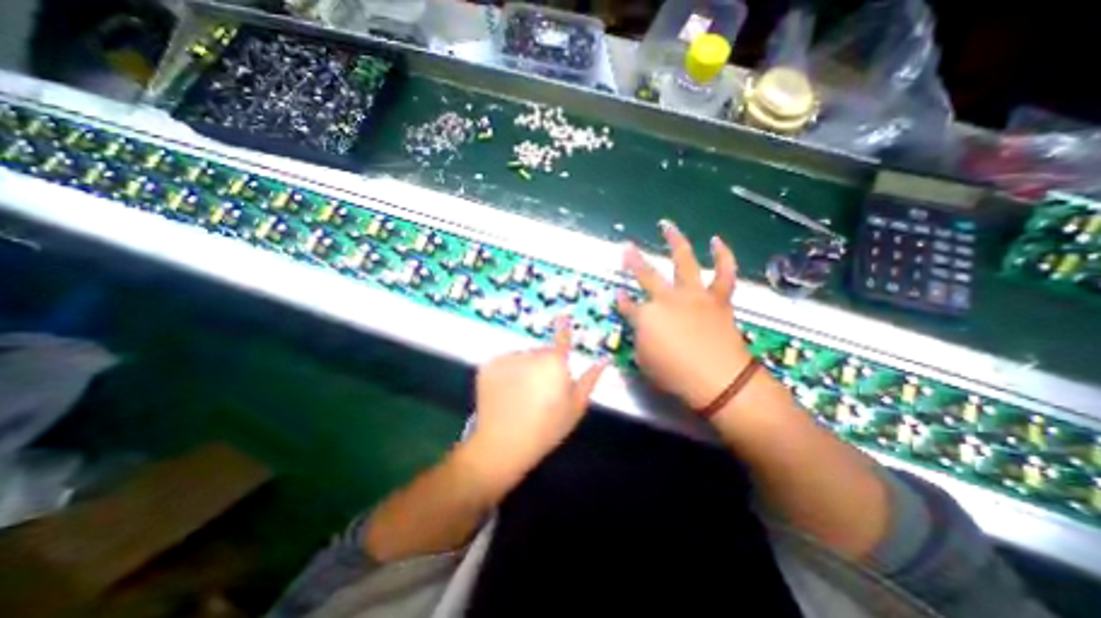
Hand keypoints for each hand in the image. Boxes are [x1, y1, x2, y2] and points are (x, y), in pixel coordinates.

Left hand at [460, 320, 606, 487]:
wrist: (503, 444)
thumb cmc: (546, 428)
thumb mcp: (575, 407)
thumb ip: (590, 380)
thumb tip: (604, 360)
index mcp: (555, 363)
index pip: (561, 339)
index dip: (563, 327)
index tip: (563, 315)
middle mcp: (531, 354)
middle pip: (541, 352)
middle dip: (544, 364)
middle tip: (541, 390)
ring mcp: (507, 359)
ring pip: (522, 357)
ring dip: (525, 368)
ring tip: (521, 394)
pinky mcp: (488, 366)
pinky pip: (504, 363)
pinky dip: (506, 372)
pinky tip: (506, 392)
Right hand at [617, 222, 752, 409]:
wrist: (719, 381)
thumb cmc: (675, 376)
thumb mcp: (644, 362)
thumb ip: (639, 340)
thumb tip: (641, 328)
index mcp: (646, 316)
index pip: (627, 306)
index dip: (621, 301)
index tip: (618, 295)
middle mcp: (667, 299)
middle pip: (646, 275)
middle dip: (633, 261)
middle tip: (626, 247)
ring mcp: (694, 295)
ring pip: (684, 260)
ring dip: (675, 240)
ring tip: (667, 225)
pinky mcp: (718, 298)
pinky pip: (724, 272)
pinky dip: (723, 255)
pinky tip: (716, 240)